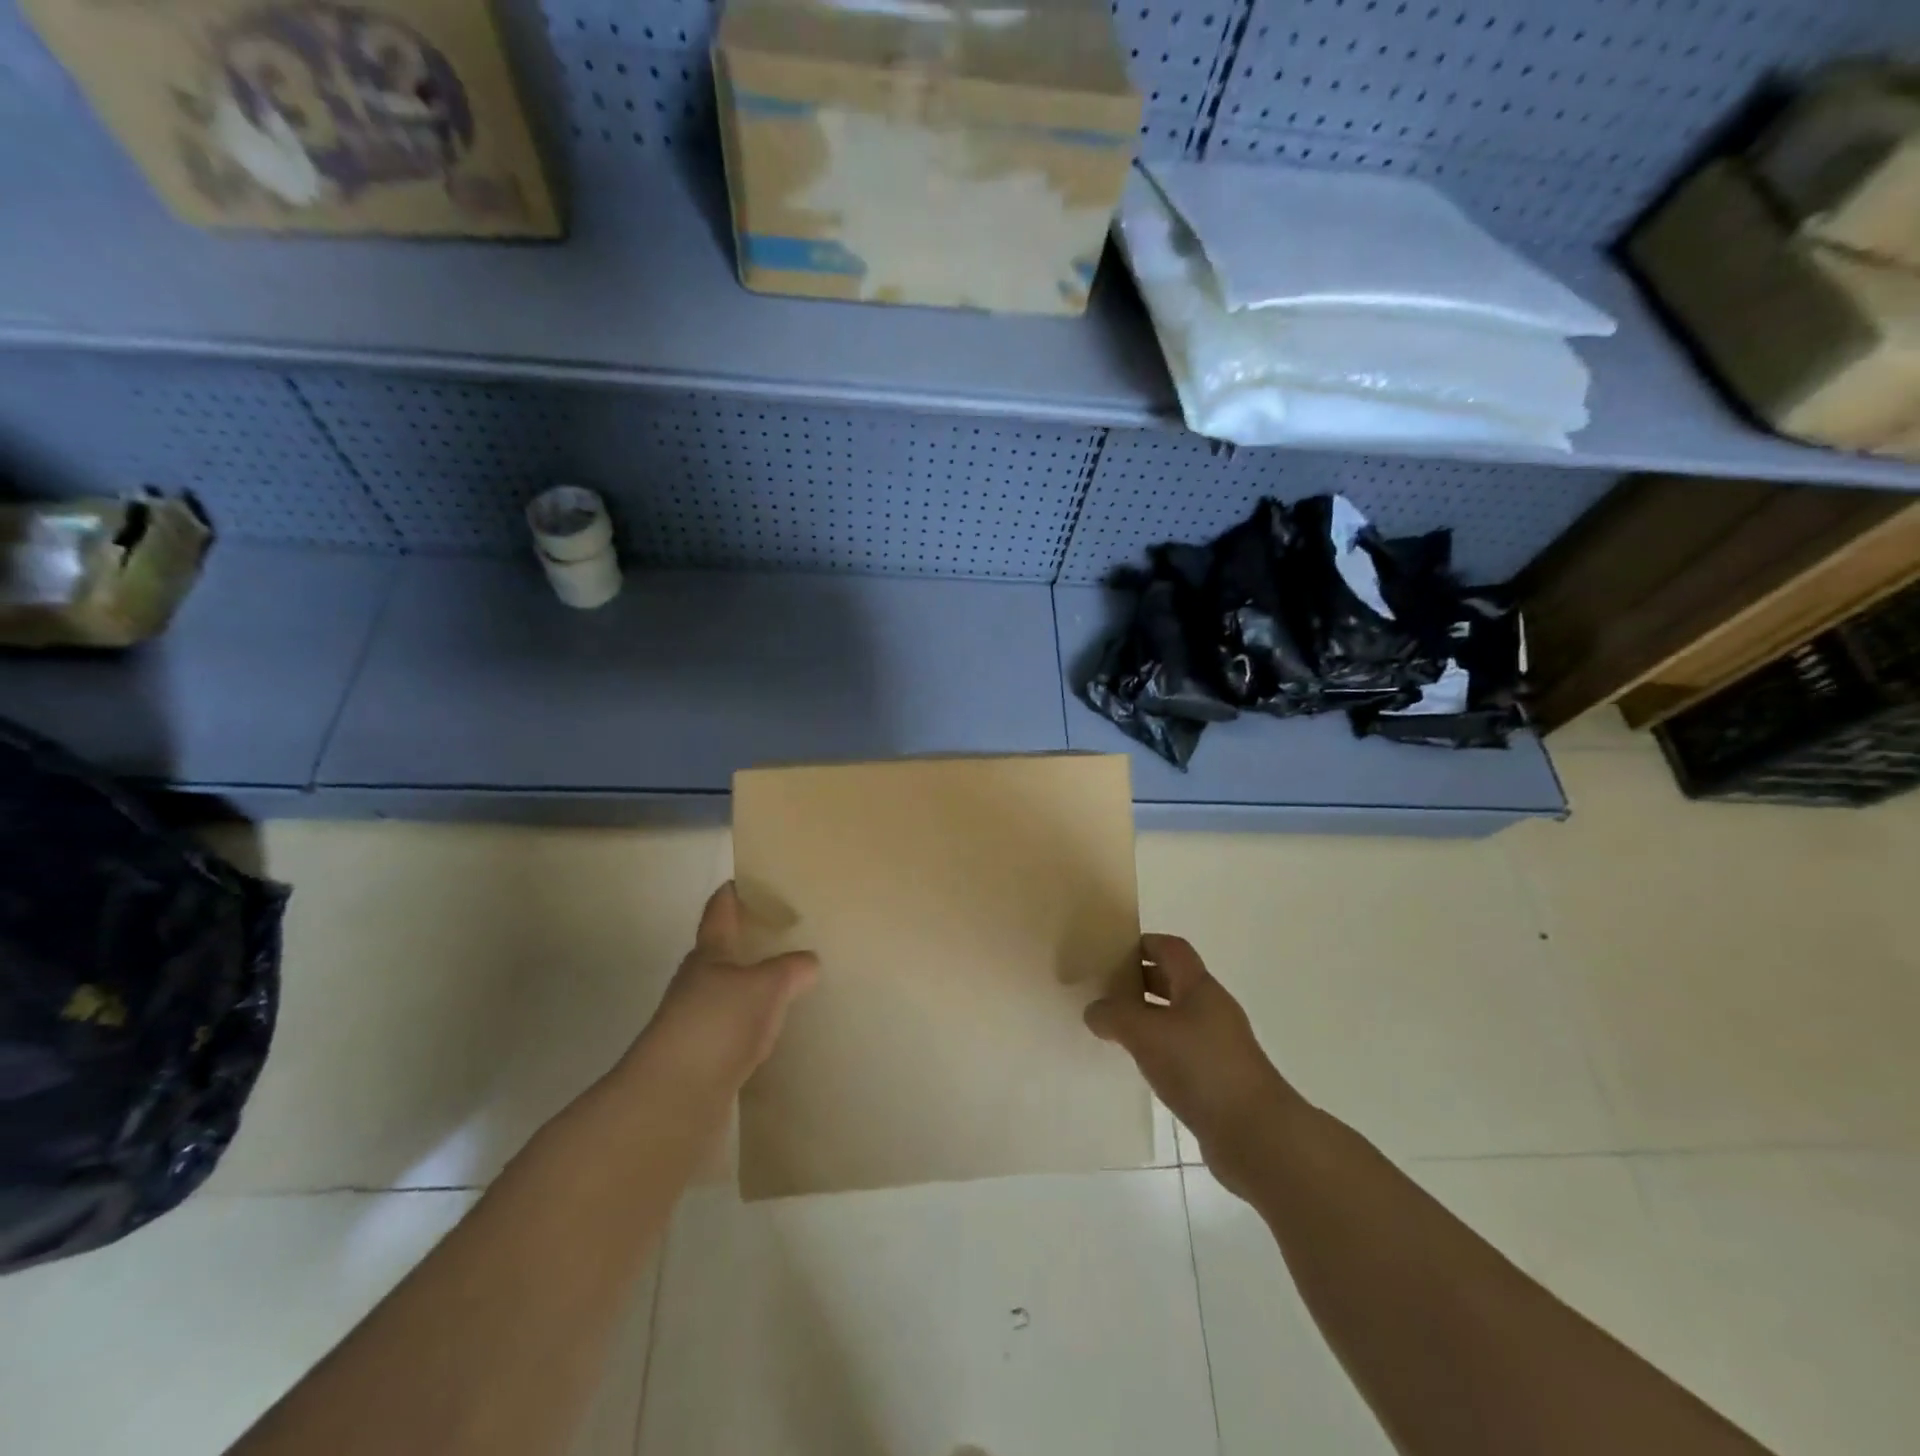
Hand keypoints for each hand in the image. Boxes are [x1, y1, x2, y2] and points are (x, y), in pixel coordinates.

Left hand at [628, 883, 817, 1102]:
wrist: (673, 1099)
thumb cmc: (717, 1024)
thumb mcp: (765, 986)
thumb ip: (790, 969)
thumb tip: (810, 961)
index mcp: (709, 954)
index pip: (719, 912)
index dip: (733, 892)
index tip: (749, 878)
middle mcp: (699, 982)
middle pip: (724, 953)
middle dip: (750, 941)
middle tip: (787, 931)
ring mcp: (699, 1022)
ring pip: (731, 992)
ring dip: (754, 985)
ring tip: (790, 980)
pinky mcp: (705, 1057)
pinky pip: (737, 1029)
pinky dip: (755, 1024)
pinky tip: (776, 1031)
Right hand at [1085, 934, 1300, 1195]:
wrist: (1256, 1135)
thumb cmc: (1201, 1068)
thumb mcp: (1146, 1034)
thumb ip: (1114, 1015)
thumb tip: (1094, 1010)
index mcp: (1200, 987)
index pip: (1172, 948)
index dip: (1144, 944)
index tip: (1112, 953)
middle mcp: (1212, 1010)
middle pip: (1173, 981)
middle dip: (1139, 981)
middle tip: (1104, 990)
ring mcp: (1218, 1045)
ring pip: (1176, 1018)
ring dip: (1147, 1018)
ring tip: (1113, 1028)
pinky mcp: (1218, 1078)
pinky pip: (1181, 1051)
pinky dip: (1158, 1050)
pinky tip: (1138, 1064)